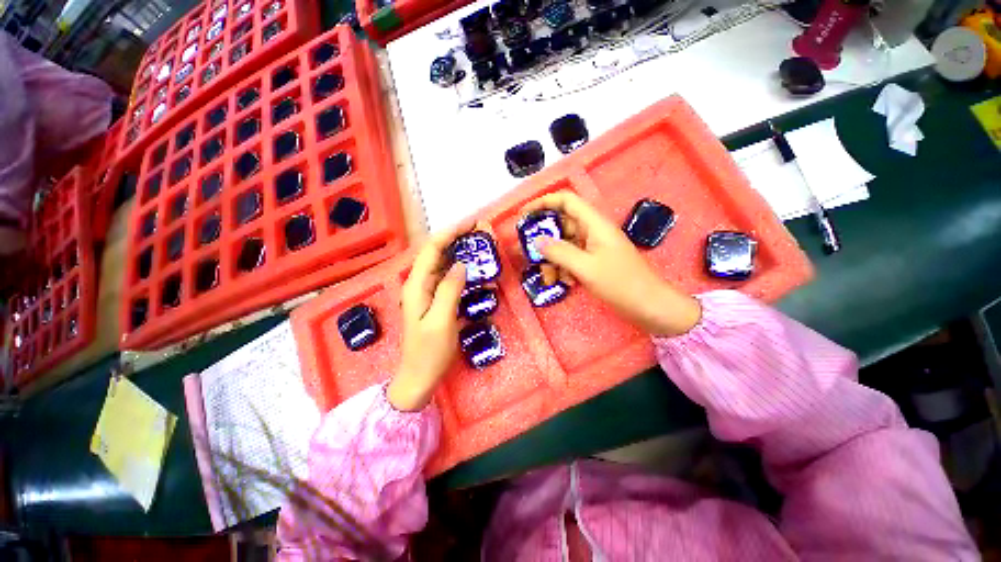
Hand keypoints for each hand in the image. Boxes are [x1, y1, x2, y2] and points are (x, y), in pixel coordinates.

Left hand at [388, 222, 471, 410]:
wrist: (419, 377)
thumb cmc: (429, 352)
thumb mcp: (442, 321)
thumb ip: (450, 290)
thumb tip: (461, 264)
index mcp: (416, 285)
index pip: (432, 249)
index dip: (451, 232)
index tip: (472, 223)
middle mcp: (419, 284)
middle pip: (438, 253)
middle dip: (458, 239)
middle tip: (481, 233)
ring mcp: (427, 293)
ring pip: (444, 265)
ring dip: (462, 253)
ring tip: (482, 248)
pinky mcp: (436, 301)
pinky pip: (449, 280)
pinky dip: (463, 272)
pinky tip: (477, 273)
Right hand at [522, 191, 700, 336]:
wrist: (650, 307)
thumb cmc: (621, 284)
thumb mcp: (586, 268)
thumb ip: (559, 252)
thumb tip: (536, 240)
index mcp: (594, 224)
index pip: (566, 201)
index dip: (544, 203)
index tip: (524, 215)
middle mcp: (593, 232)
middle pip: (561, 225)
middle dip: (544, 240)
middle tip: (526, 253)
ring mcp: (593, 247)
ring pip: (564, 246)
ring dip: (553, 260)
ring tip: (548, 278)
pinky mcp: (594, 262)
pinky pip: (572, 259)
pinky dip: (563, 269)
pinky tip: (565, 283)